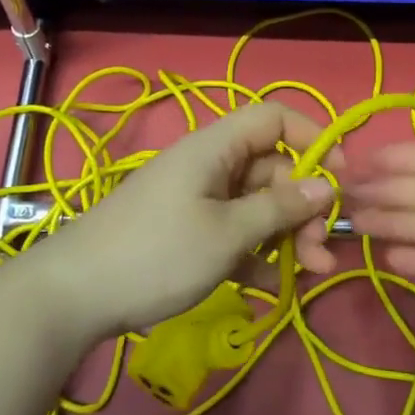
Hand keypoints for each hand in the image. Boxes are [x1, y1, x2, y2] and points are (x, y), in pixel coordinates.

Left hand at [36, 101, 337, 342]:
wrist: (74, 296)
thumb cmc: (157, 254)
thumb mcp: (227, 233)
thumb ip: (280, 208)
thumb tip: (327, 186)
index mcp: (216, 147)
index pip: (274, 118)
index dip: (313, 139)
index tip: (339, 179)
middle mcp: (210, 165)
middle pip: (272, 169)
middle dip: (304, 206)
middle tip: (324, 250)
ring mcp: (198, 200)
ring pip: (257, 205)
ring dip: (287, 235)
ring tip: (310, 273)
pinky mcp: (188, 232)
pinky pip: (235, 231)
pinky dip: (256, 253)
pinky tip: (271, 286)